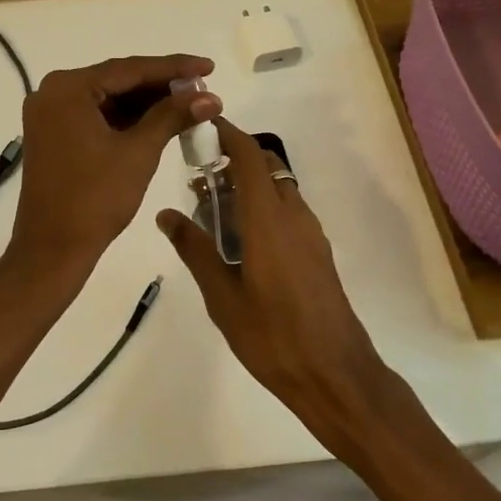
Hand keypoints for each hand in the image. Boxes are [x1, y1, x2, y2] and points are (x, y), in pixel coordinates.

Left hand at [7, 54, 219, 281]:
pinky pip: (96, 117)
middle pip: (117, 81)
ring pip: (108, 100)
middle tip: (203, 87)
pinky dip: (127, 120)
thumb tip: (210, 96)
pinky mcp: (54, 136)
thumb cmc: (95, 198)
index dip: (174, 67)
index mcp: (67, 88)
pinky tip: (160, 121)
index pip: (129, 69)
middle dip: (161, 86)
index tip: (209, 65)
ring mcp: (50, 115)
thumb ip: (172, 116)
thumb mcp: (139, 152)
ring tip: (190, 104)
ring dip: (146, 103)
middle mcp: (53, 92)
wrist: (52, 250)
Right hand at [157, 118, 391, 437]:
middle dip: (233, 161)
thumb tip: (165, 213)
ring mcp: (311, 234)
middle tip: (198, 177)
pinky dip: (263, 207)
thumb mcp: (221, 296)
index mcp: (268, 219)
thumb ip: (194, 249)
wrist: (335, 375)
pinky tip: (241, 241)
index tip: (202, 126)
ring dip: (249, 186)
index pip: (249, 157)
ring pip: (278, 189)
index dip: (228, 134)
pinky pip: (288, 212)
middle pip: (266, 167)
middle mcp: (293, 216)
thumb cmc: (272, 336)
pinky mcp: (318, 252)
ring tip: (213, 211)